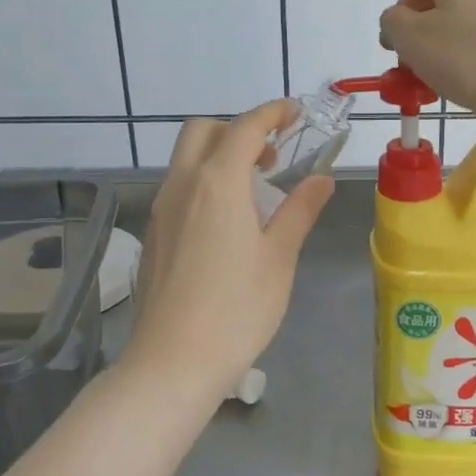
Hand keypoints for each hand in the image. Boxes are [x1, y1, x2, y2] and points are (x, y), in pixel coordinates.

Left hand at [122, 101, 332, 405]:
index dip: (273, 113)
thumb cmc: (237, 309)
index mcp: (217, 183)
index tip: (297, 113)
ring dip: (219, 154)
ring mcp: (161, 210)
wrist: (173, 362)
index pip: (245, 127)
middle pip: (203, 131)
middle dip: (239, 128)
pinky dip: (204, 181)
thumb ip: (300, 210)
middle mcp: (182, 185)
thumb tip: (321, 179)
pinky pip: (179, 187)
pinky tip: (228, 221)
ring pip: (186, 158)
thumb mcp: (279, 257)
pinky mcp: (154, 234)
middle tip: (273, 154)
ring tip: (255, 188)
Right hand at [378, 0, 475, 124]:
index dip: (399, 21)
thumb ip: (393, 24)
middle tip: (419, 72)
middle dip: (427, 38)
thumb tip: (398, 21)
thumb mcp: (412, 40)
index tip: (395, 55)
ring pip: (472, 22)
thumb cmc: (470, 57)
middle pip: (446, 4)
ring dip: (453, 49)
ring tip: (449, 82)